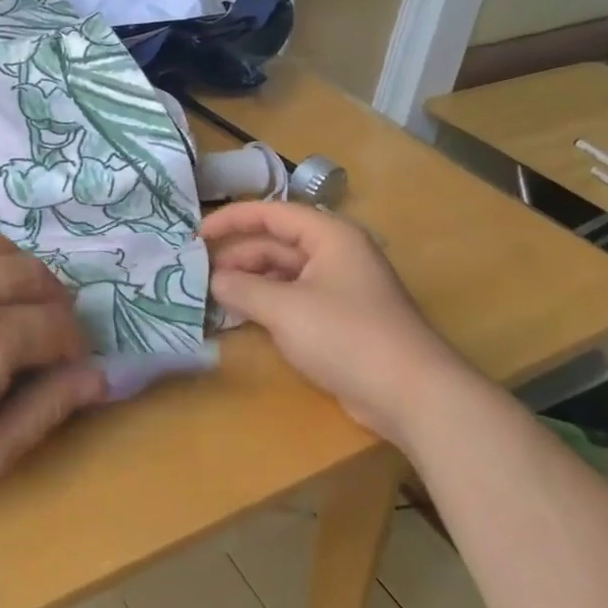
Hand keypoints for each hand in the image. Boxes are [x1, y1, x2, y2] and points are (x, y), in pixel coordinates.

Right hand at [201, 201, 476, 441]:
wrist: (411, 394)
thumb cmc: (347, 336)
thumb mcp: (285, 309)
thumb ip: (244, 289)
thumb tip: (214, 279)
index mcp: (329, 235)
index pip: (272, 213)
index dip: (232, 219)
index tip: (196, 235)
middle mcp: (336, 254)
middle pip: (277, 243)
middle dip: (238, 256)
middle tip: (199, 275)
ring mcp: (340, 288)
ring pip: (284, 273)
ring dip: (250, 282)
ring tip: (214, 297)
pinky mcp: (341, 320)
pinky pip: (295, 300)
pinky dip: (267, 304)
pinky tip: (242, 317)